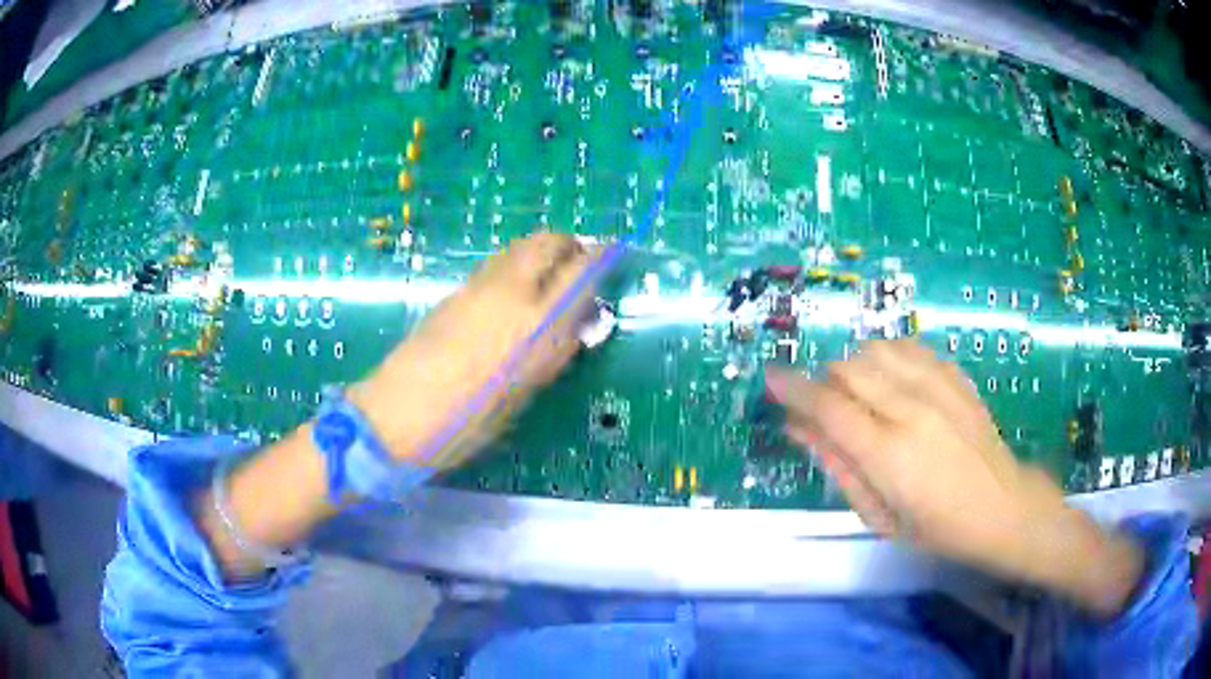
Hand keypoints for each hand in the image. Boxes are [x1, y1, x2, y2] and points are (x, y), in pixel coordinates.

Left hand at [351, 232, 599, 468]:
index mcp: (537, 324)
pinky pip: (496, 265)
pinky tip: (514, 294)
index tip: (614, 253)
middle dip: (568, 244)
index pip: (581, 271)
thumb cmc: (468, 421)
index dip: (601, 257)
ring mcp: (478, 287)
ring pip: (518, 248)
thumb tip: (575, 324)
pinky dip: (515, 266)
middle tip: (578, 261)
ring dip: (540, 252)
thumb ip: (553, 351)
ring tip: (548, 276)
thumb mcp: (524, 392)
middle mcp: (510, 292)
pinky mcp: (454, 292)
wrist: (399, 412)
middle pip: (546, 242)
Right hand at [766, 338, 1142, 615]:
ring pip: (877, 349)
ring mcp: (938, 387)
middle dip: (825, 381)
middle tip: (823, 407)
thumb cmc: (937, 529)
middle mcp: (911, 409)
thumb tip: (800, 430)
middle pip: (849, 368)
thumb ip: (839, 468)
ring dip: (856, 365)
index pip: (828, 407)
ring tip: (859, 393)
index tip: (770, 378)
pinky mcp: (956, 378)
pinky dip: (888, 356)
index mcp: (889, 455)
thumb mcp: (880, 516)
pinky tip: (891, 379)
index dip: (793, 389)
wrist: (1003, 508)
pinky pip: (910, 347)